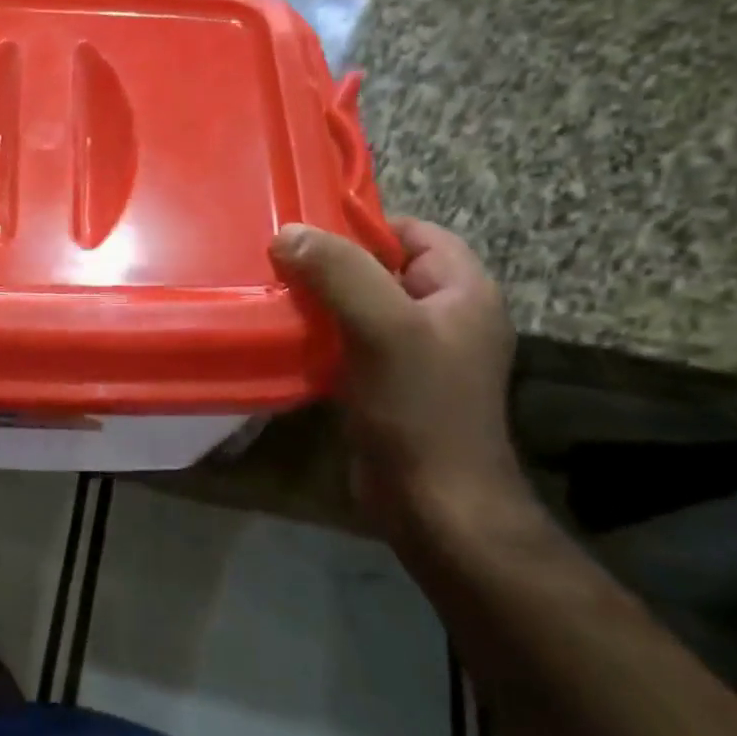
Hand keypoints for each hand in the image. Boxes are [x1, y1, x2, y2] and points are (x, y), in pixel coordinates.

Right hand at [271, 218, 532, 545]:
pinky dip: (320, 335)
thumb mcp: (383, 328)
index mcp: (464, 291)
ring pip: (360, 305)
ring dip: (319, 300)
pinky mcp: (388, 384)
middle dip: (331, 263)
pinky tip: (286, 337)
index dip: (364, 227)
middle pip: (381, 268)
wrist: (434, 508)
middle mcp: (444, 316)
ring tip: (272, 293)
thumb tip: (288, 233)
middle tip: (278, 261)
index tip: (308, 232)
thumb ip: (339, 272)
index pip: (414, 233)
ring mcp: (416, 353)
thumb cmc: (420, 409)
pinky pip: (349, 341)